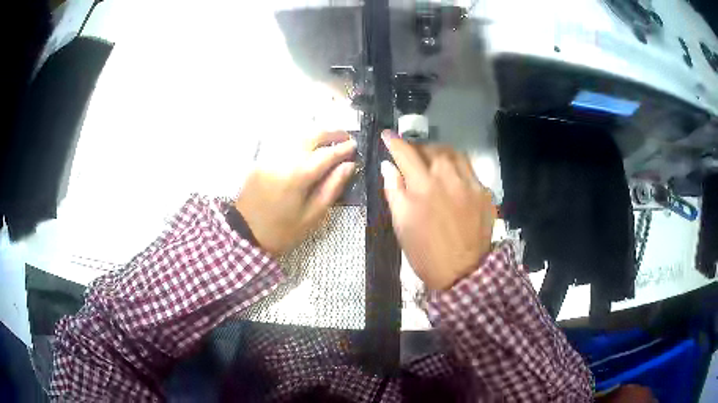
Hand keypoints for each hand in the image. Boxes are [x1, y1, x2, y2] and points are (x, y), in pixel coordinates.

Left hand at [235, 131, 355, 255]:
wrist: (245, 234)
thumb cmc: (283, 230)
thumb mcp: (312, 216)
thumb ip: (332, 187)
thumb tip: (348, 166)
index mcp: (298, 175)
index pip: (326, 154)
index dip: (343, 149)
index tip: (356, 145)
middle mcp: (284, 159)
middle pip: (311, 136)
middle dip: (331, 134)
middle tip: (346, 137)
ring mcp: (271, 157)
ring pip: (297, 136)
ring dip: (316, 134)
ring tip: (330, 139)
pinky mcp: (262, 160)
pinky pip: (285, 142)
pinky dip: (300, 140)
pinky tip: (308, 146)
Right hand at [381, 131, 495, 289]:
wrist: (462, 272)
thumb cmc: (425, 252)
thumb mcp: (401, 224)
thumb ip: (394, 190)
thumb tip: (388, 166)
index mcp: (423, 187)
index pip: (406, 153)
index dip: (394, 142)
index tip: (387, 135)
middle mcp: (448, 178)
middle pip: (432, 149)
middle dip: (419, 147)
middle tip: (411, 154)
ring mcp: (470, 184)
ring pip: (454, 154)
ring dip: (440, 152)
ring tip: (433, 160)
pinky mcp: (484, 192)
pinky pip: (470, 170)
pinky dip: (457, 168)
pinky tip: (453, 179)